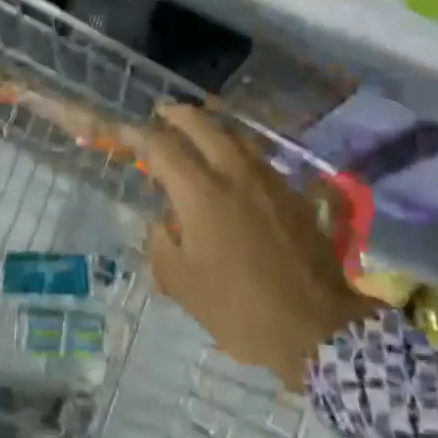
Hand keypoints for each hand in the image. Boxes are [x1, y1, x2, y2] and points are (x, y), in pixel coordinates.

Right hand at [141, 104, 376, 390]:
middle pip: (202, 124)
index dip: (137, 134)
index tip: (122, 130)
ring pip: (236, 135)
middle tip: (161, 111)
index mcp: (200, 193)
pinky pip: (259, 158)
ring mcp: (268, 180)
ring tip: (198, 128)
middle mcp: (233, 173)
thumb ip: (161, 246)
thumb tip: (160, 225)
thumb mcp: (182, 285)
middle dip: (177, 113)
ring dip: (212, 126)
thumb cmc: (238, 308)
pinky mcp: (292, 194)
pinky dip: (238, 151)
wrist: (315, 326)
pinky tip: (235, 167)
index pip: (160, 147)